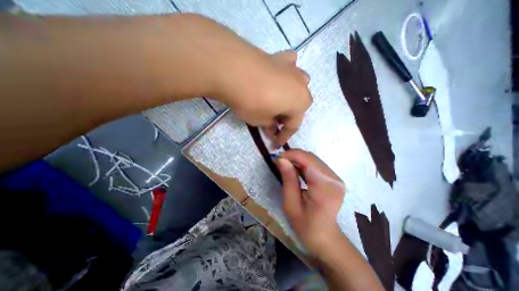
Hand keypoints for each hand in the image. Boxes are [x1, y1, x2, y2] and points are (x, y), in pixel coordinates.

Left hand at [217, 50, 311, 147]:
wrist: (233, 69)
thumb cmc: (251, 101)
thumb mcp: (260, 120)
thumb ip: (269, 126)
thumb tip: (272, 130)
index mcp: (301, 103)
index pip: (293, 125)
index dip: (283, 137)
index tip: (275, 144)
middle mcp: (302, 85)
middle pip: (296, 105)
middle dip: (286, 117)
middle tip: (273, 123)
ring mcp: (292, 68)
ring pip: (296, 86)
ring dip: (289, 97)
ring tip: (276, 102)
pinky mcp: (280, 56)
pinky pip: (288, 67)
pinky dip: (285, 74)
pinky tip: (278, 76)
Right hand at [278, 150, 344, 256]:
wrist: (325, 236)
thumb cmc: (305, 225)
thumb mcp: (291, 204)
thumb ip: (288, 180)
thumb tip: (281, 159)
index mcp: (325, 187)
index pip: (308, 160)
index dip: (291, 154)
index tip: (277, 157)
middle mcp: (334, 179)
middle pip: (311, 157)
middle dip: (293, 156)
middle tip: (279, 161)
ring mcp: (336, 178)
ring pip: (313, 159)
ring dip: (298, 159)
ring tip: (285, 165)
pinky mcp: (333, 178)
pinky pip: (316, 164)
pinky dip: (304, 164)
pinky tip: (295, 169)